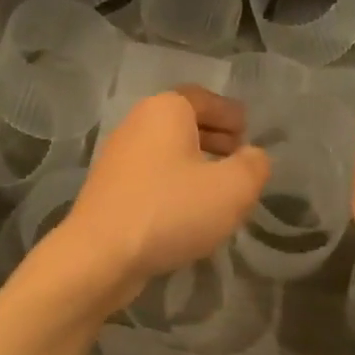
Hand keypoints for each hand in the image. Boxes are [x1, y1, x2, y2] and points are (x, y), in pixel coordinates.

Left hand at [54, 87, 269, 304]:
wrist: (101, 256)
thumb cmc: (171, 211)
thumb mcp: (233, 189)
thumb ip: (254, 166)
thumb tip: (253, 156)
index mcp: (166, 110)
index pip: (204, 98)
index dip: (229, 113)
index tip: (248, 131)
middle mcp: (137, 124)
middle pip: (183, 122)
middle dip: (214, 136)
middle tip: (238, 156)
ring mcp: (118, 158)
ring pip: (167, 151)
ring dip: (195, 163)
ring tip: (219, 188)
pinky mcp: (109, 190)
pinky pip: (152, 176)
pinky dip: (174, 183)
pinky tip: (188, 210)